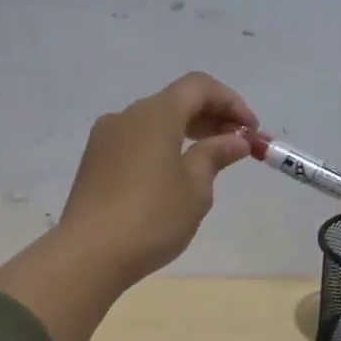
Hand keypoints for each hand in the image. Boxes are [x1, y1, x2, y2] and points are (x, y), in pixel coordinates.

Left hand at [56, 71, 257, 285]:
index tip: (251, 131)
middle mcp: (127, 116)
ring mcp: (105, 138)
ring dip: (186, 131)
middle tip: (236, 145)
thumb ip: (215, 156)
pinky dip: (163, 145)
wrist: (88, 254)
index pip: (199, 86)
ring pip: (154, 121)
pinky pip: (137, 140)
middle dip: (211, 116)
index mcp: (155, 114)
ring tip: (209, 161)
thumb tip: (235, 140)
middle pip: (176, 101)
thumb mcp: (195, 188)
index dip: (231, 102)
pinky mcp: (94, 161)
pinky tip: (174, 175)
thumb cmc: (152, 217)